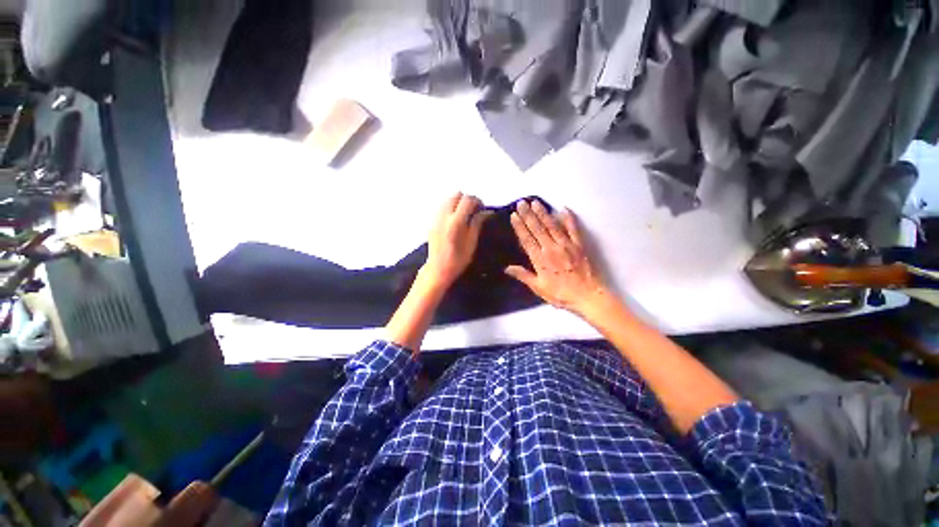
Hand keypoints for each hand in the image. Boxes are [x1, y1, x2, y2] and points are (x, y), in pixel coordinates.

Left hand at [423, 192, 492, 288]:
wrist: (438, 269)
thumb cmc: (458, 259)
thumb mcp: (472, 243)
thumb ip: (477, 224)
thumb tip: (485, 212)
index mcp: (456, 222)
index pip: (468, 200)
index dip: (477, 201)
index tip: (482, 208)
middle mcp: (444, 216)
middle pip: (456, 194)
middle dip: (467, 199)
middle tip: (473, 210)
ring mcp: (436, 217)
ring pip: (448, 199)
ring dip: (458, 202)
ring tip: (464, 215)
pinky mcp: (432, 221)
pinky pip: (443, 206)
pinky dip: (451, 207)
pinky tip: (455, 220)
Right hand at [505, 200, 607, 315]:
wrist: (587, 296)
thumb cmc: (560, 294)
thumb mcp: (538, 288)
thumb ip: (523, 275)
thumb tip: (507, 268)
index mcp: (540, 259)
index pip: (527, 239)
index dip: (520, 227)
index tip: (514, 215)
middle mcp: (551, 248)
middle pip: (537, 229)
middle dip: (528, 215)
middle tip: (521, 202)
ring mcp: (566, 245)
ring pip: (552, 225)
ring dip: (543, 213)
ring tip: (535, 202)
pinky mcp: (578, 244)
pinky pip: (573, 228)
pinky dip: (568, 218)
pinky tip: (563, 208)